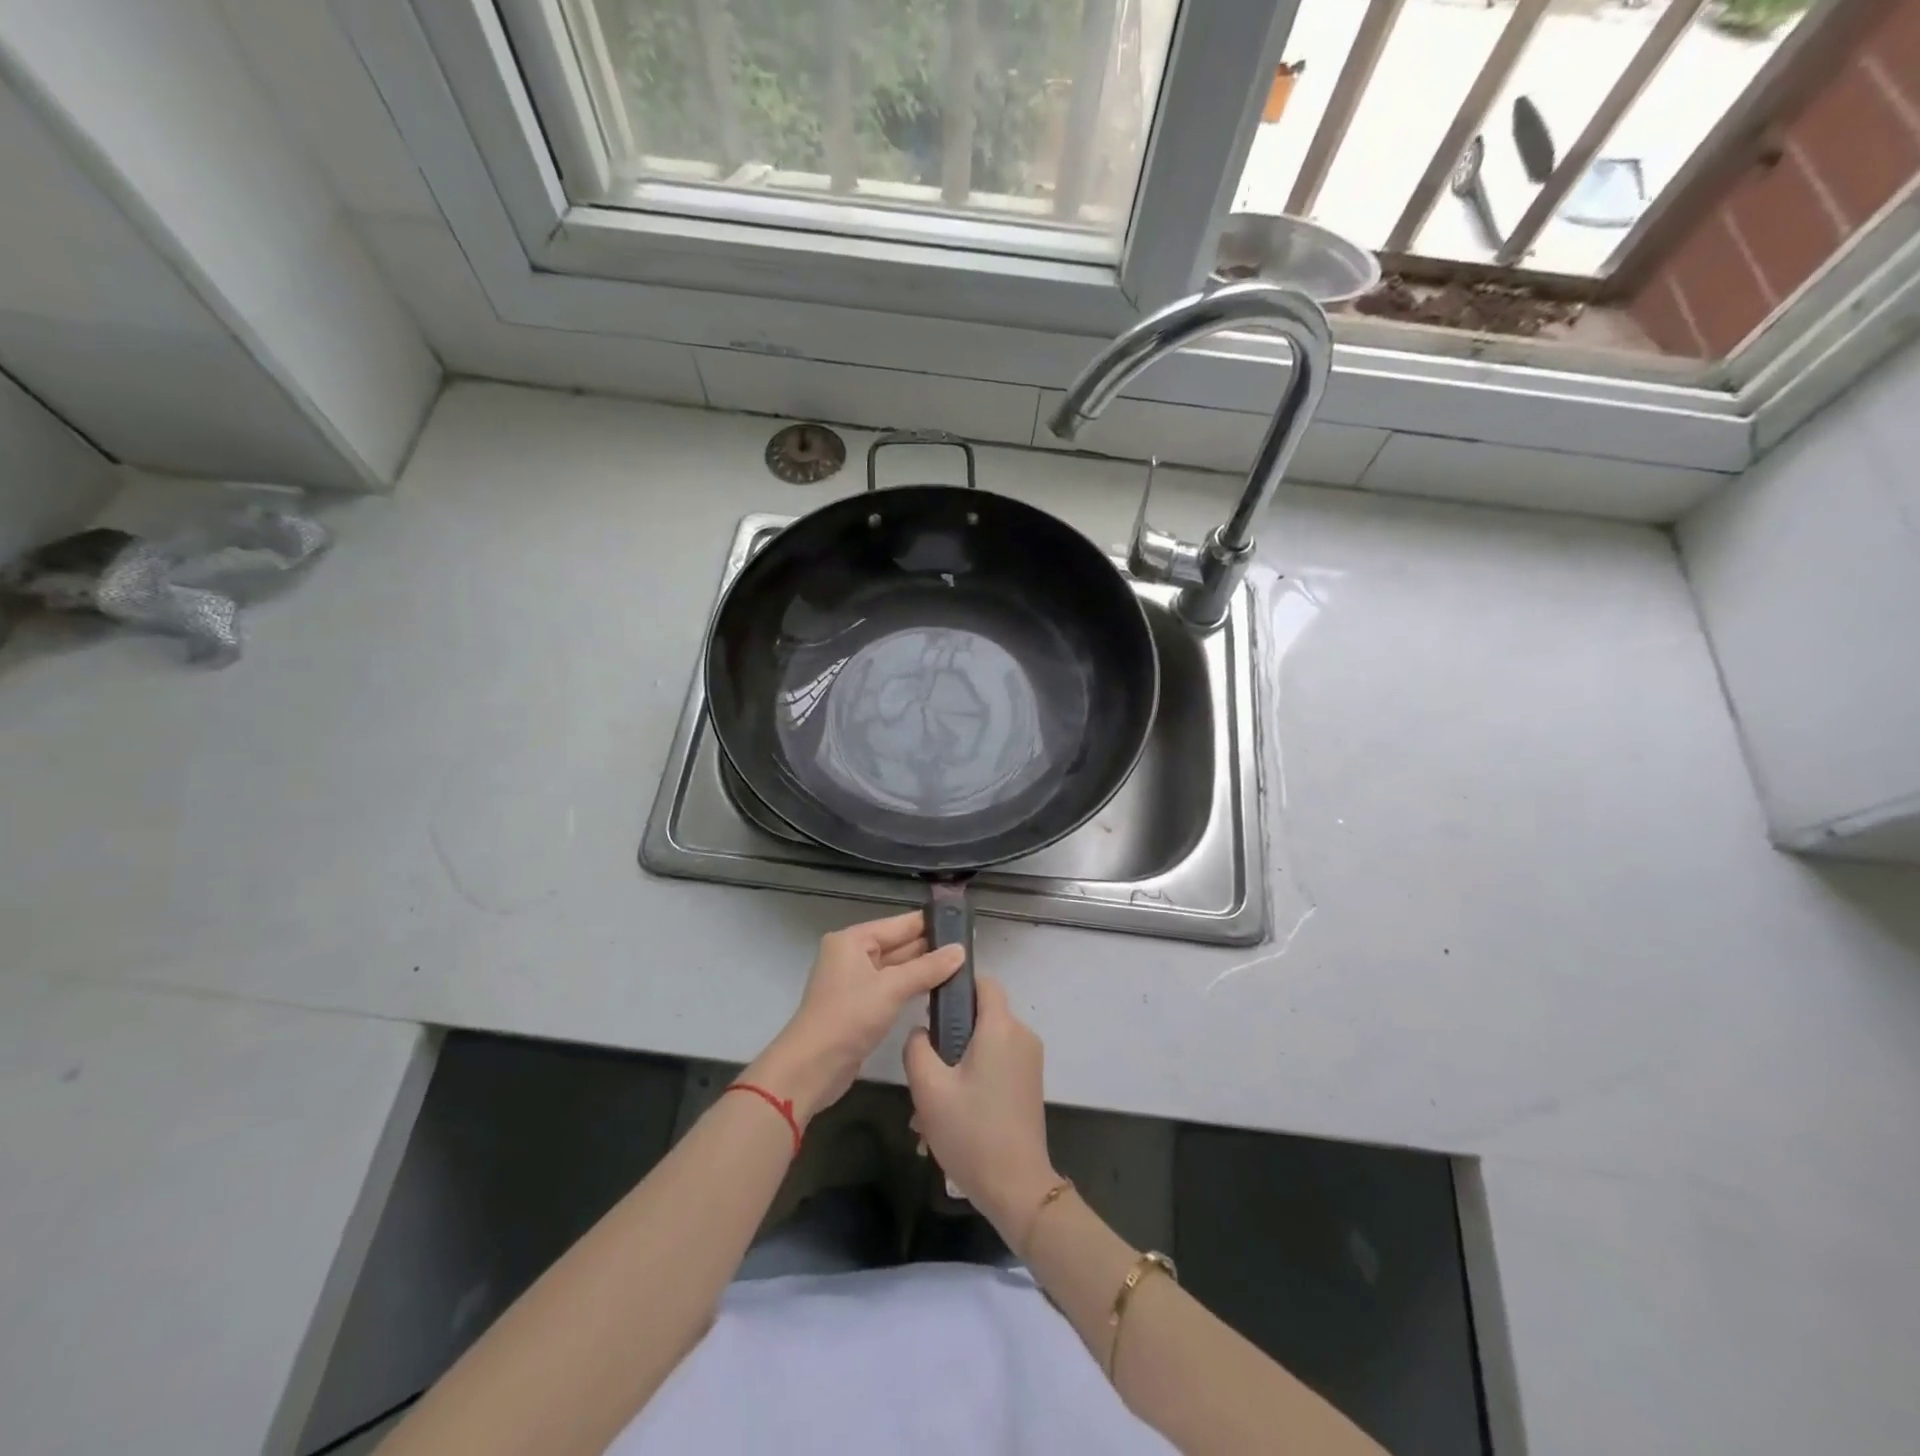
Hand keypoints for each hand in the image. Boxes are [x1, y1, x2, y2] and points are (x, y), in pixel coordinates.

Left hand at [751, 911, 964, 1126]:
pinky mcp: (860, 1006)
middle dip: (930, 947)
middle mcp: (852, 955)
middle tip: (969, 947)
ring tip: (962, 966)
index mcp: (853, 940)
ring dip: (923, 969)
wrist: (811, 1067)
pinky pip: (891, 988)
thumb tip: (961, 950)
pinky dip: (912, 987)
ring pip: (896, 968)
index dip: (930, 924)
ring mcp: (855, 982)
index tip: (963, 922)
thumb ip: (927, 968)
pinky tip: (938, 989)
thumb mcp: (892, 988)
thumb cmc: (849, 1017)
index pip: (899, 924)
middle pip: (898, 944)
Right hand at [904, 975, 1058, 1245]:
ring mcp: (1029, 1062)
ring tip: (928, 1113)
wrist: (1017, 1188)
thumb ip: (917, 1048)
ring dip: (955, 1070)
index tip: (930, 1009)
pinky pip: (995, 1067)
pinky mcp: (1029, 1085)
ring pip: (984, 1047)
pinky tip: (948, 1121)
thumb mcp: (929, 1089)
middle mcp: (1021, 1036)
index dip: (956, 987)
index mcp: (1001, 1027)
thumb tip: (921, 1032)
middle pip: (979, 1018)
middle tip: (923, 1075)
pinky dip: (972, 1082)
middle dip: (948, 1040)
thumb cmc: (971, 1132)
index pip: (983, 982)